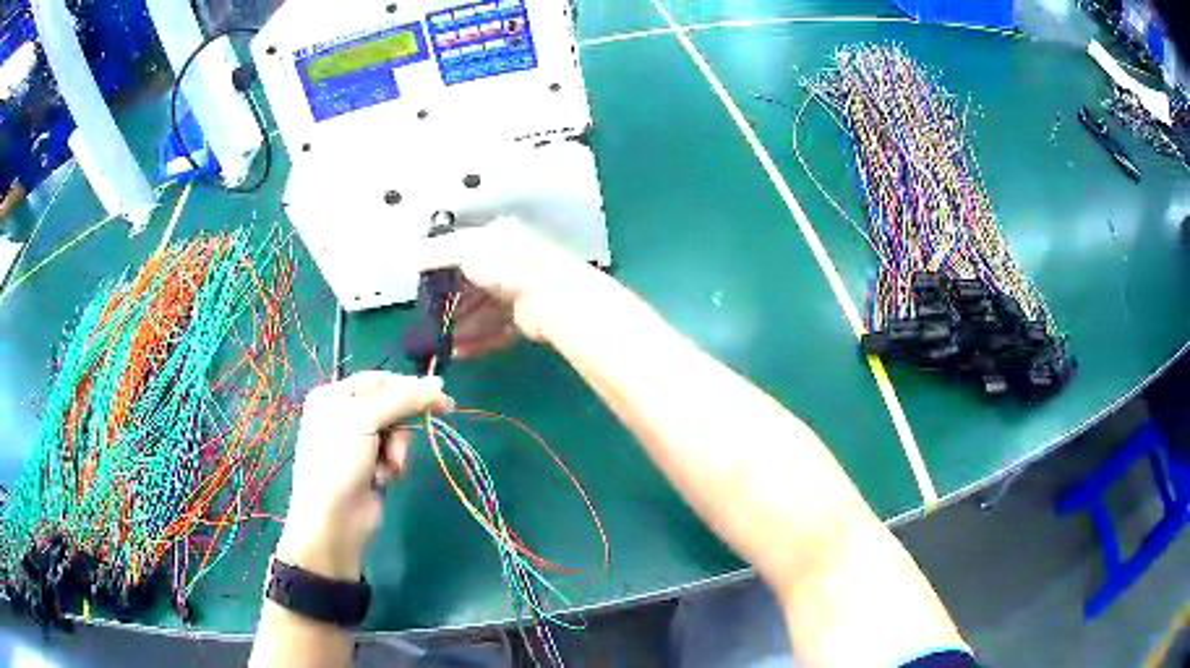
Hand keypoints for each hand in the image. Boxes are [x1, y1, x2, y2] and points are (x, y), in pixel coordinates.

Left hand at [277, 372, 452, 579]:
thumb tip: (438, 383)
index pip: (378, 379)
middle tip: (422, 428)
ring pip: (394, 432)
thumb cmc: (340, 460)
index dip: (409, 386)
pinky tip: (384, 478)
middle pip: (389, 405)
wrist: (333, 519)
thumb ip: (401, 398)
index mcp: (333, 395)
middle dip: (401, 424)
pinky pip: (391, 455)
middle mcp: (342, 415)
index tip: (441, 398)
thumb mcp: (365, 419)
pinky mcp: (367, 467)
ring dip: (398, 448)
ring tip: (391, 466)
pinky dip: (393, 465)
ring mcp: (355, 443)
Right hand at [418, 217, 599, 357]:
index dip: (442, 274)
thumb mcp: (466, 248)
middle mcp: (509, 263)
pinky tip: (460, 352)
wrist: (553, 296)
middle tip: (431, 326)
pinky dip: (479, 341)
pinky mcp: (528, 319)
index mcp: (497, 239)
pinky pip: (497, 330)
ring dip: (461, 328)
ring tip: (442, 346)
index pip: (463, 256)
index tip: (424, 294)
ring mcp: (520, 292)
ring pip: (483, 312)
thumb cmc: (507, 264)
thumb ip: (437, 252)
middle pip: (472, 288)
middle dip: (451, 308)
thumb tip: (413, 256)